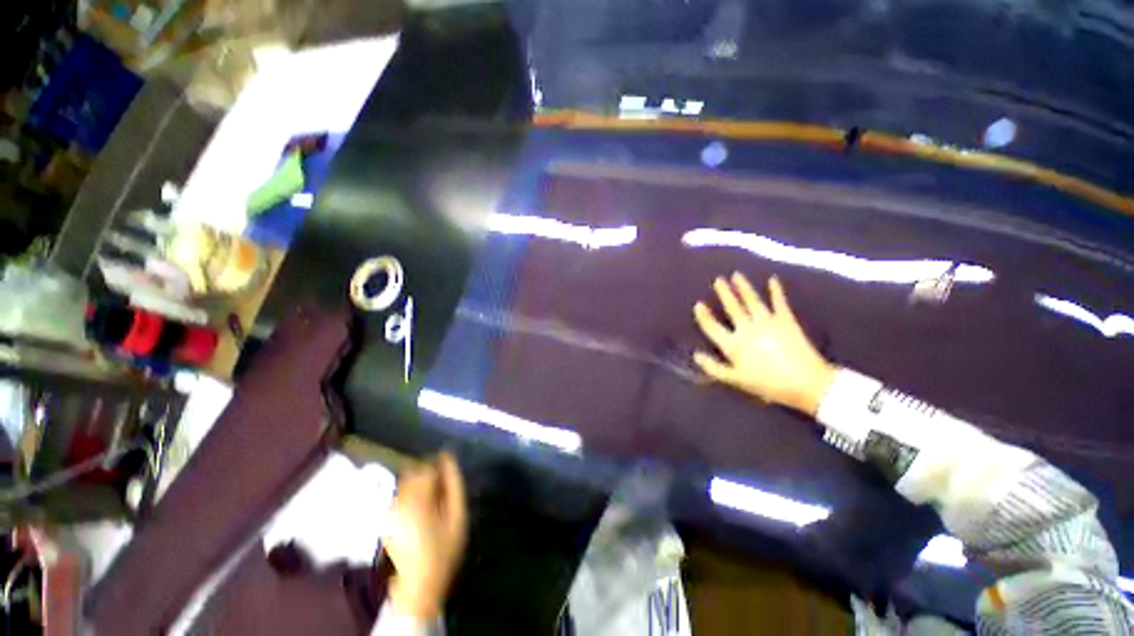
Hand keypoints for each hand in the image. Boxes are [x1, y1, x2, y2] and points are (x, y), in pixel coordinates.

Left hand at [383, 452, 467, 618]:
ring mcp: (390, 511)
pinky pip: (399, 497)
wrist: (420, 583)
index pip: (427, 467)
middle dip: (428, 475)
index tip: (448, 479)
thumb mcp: (458, 515)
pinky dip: (410, 497)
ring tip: (431, 502)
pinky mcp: (385, 520)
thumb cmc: (444, 548)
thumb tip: (449, 458)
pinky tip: (420, 512)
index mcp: (418, 498)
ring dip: (419, 485)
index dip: (440, 468)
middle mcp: (400, 501)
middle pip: (414, 472)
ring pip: (405, 484)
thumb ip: (454, 484)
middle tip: (440, 491)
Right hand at [693, 273, 836, 416]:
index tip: (698, 304)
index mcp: (733, 344)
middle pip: (732, 308)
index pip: (712, 327)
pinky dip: (776, 291)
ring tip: (737, 275)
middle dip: (724, 293)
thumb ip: (714, 367)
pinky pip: (779, 302)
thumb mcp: (736, 380)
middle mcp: (747, 329)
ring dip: (743, 287)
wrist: (806, 383)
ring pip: (751, 301)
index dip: (704, 316)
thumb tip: (695, 355)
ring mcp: (767, 322)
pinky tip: (773, 280)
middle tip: (718, 280)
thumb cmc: (768, 384)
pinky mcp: (786, 320)